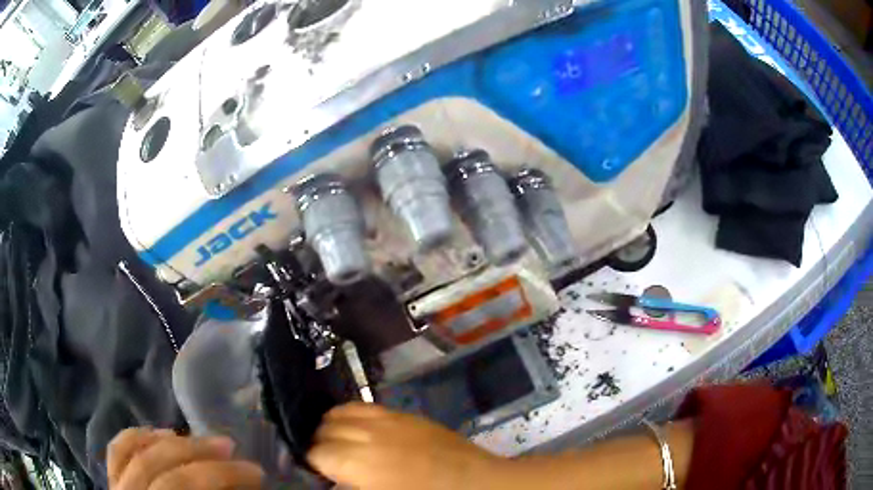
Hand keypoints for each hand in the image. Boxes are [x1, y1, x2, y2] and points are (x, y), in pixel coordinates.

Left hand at [107, 428, 263, 489]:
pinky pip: (117, 450)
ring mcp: (117, 488)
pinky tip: (160, 435)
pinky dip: (139, 437)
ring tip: (198, 438)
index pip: (184, 485)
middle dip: (199, 452)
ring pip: (137, 451)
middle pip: (163, 466)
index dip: (222, 475)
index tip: (257, 472)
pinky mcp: (113, 482)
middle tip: (231, 446)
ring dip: (171, 441)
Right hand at [307, 403, 505, 489]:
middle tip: (329, 462)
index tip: (319, 473)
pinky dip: (354, 416)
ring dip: (333, 426)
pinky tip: (360, 429)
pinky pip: (367, 406)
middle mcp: (367, 434)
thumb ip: (352, 485)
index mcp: (359, 463)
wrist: (476, 484)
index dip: (313, 464)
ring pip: (341, 411)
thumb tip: (337, 479)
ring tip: (339, 442)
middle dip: (320, 444)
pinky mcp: (405, 414)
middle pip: (324, 428)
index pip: (316, 453)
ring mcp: (387, 419)